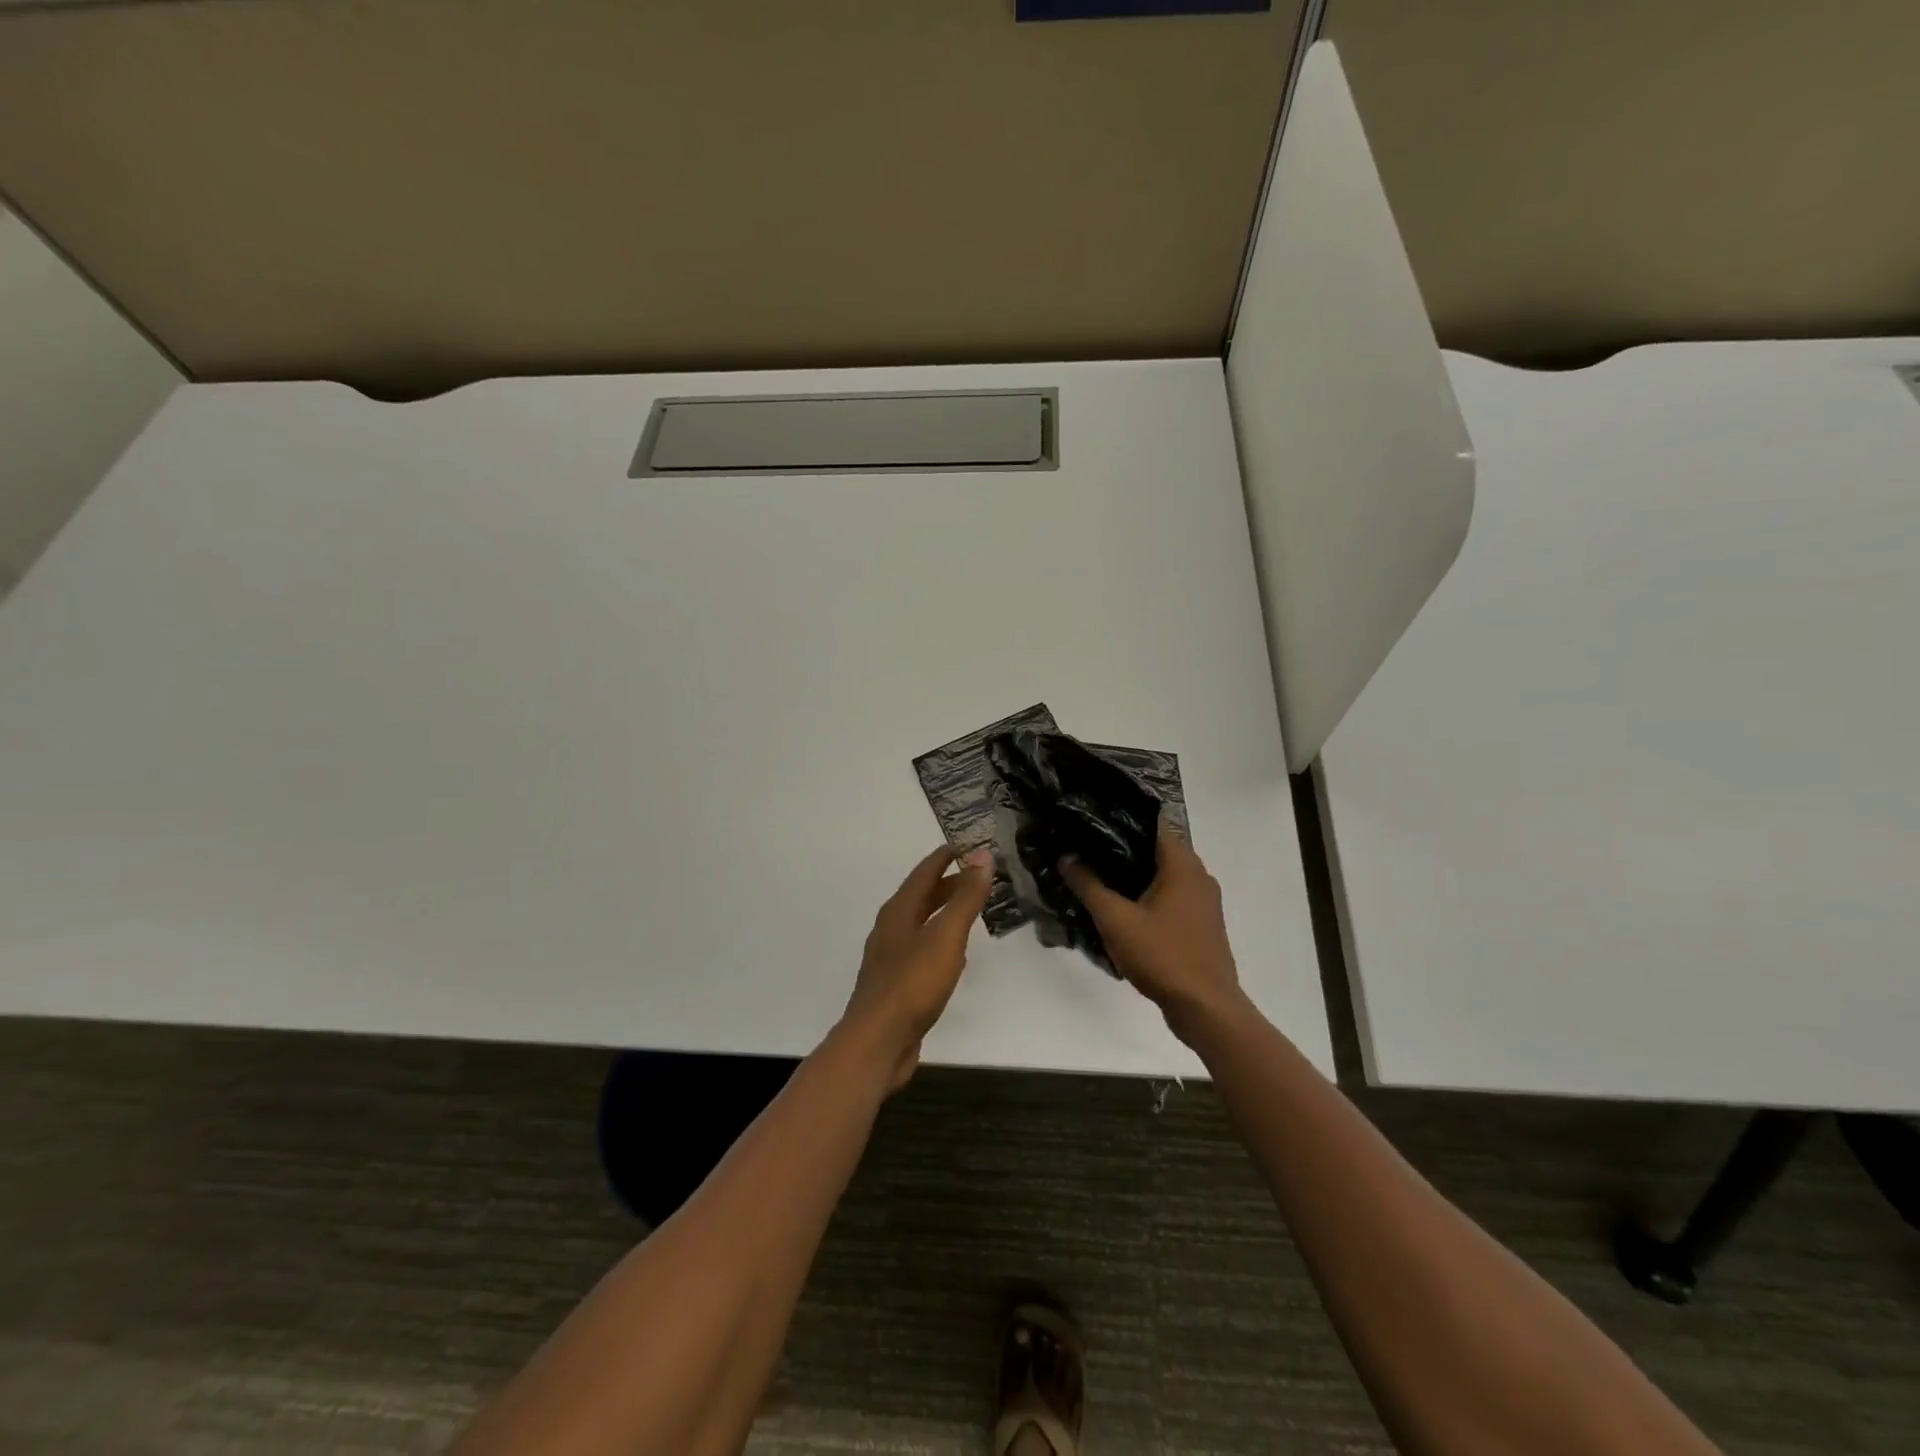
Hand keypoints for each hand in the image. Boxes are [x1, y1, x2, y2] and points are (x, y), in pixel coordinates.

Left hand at [842, 844, 993, 1089]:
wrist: (878, 1041)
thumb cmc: (913, 983)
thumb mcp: (946, 936)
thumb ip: (966, 897)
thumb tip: (982, 856)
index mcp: (899, 911)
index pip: (924, 872)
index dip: (945, 857)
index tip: (966, 846)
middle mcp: (890, 929)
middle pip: (920, 896)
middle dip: (947, 883)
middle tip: (976, 876)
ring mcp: (890, 957)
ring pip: (920, 923)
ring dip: (942, 911)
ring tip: (968, 909)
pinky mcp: (895, 984)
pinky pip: (920, 949)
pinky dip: (939, 939)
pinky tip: (952, 954)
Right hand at [1060, 821, 1247, 1042]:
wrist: (1206, 1009)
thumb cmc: (1162, 956)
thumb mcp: (1116, 920)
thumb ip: (1089, 885)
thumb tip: (1066, 857)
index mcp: (1183, 864)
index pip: (1151, 824)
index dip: (1119, 820)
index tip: (1090, 823)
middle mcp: (1199, 875)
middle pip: (1156, 849)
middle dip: (1121, 850)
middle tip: (1085, 851)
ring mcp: (1204, 901)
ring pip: (1163, 875)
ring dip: (1134, 876)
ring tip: (1097, 878)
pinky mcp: (1202, 923)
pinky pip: (1171, 897)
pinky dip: (1148, 896)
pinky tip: (1122, 909)